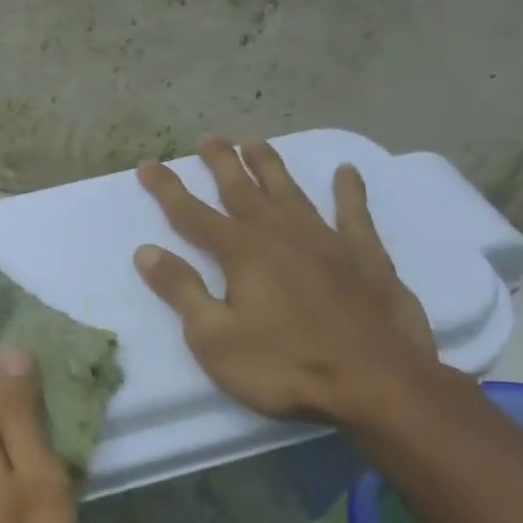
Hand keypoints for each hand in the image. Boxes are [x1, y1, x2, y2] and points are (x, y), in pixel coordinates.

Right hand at [134, 137, 439, 424]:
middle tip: (208, 139)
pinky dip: (349, 192)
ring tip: (255, 142)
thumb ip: (182, 290)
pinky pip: (354, 215)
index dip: (167, 189)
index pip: (192, 214)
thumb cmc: (283, 366)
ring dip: (271, 166)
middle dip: (221, 163)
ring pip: (292, 193)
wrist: (376, 384)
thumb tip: (147, 252)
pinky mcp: (366, 258)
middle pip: (244, 191)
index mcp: (242, 253)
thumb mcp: (214, 338)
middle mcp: (282, 235)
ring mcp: (328, 243)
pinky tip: (346, 173)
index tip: (146, 165)